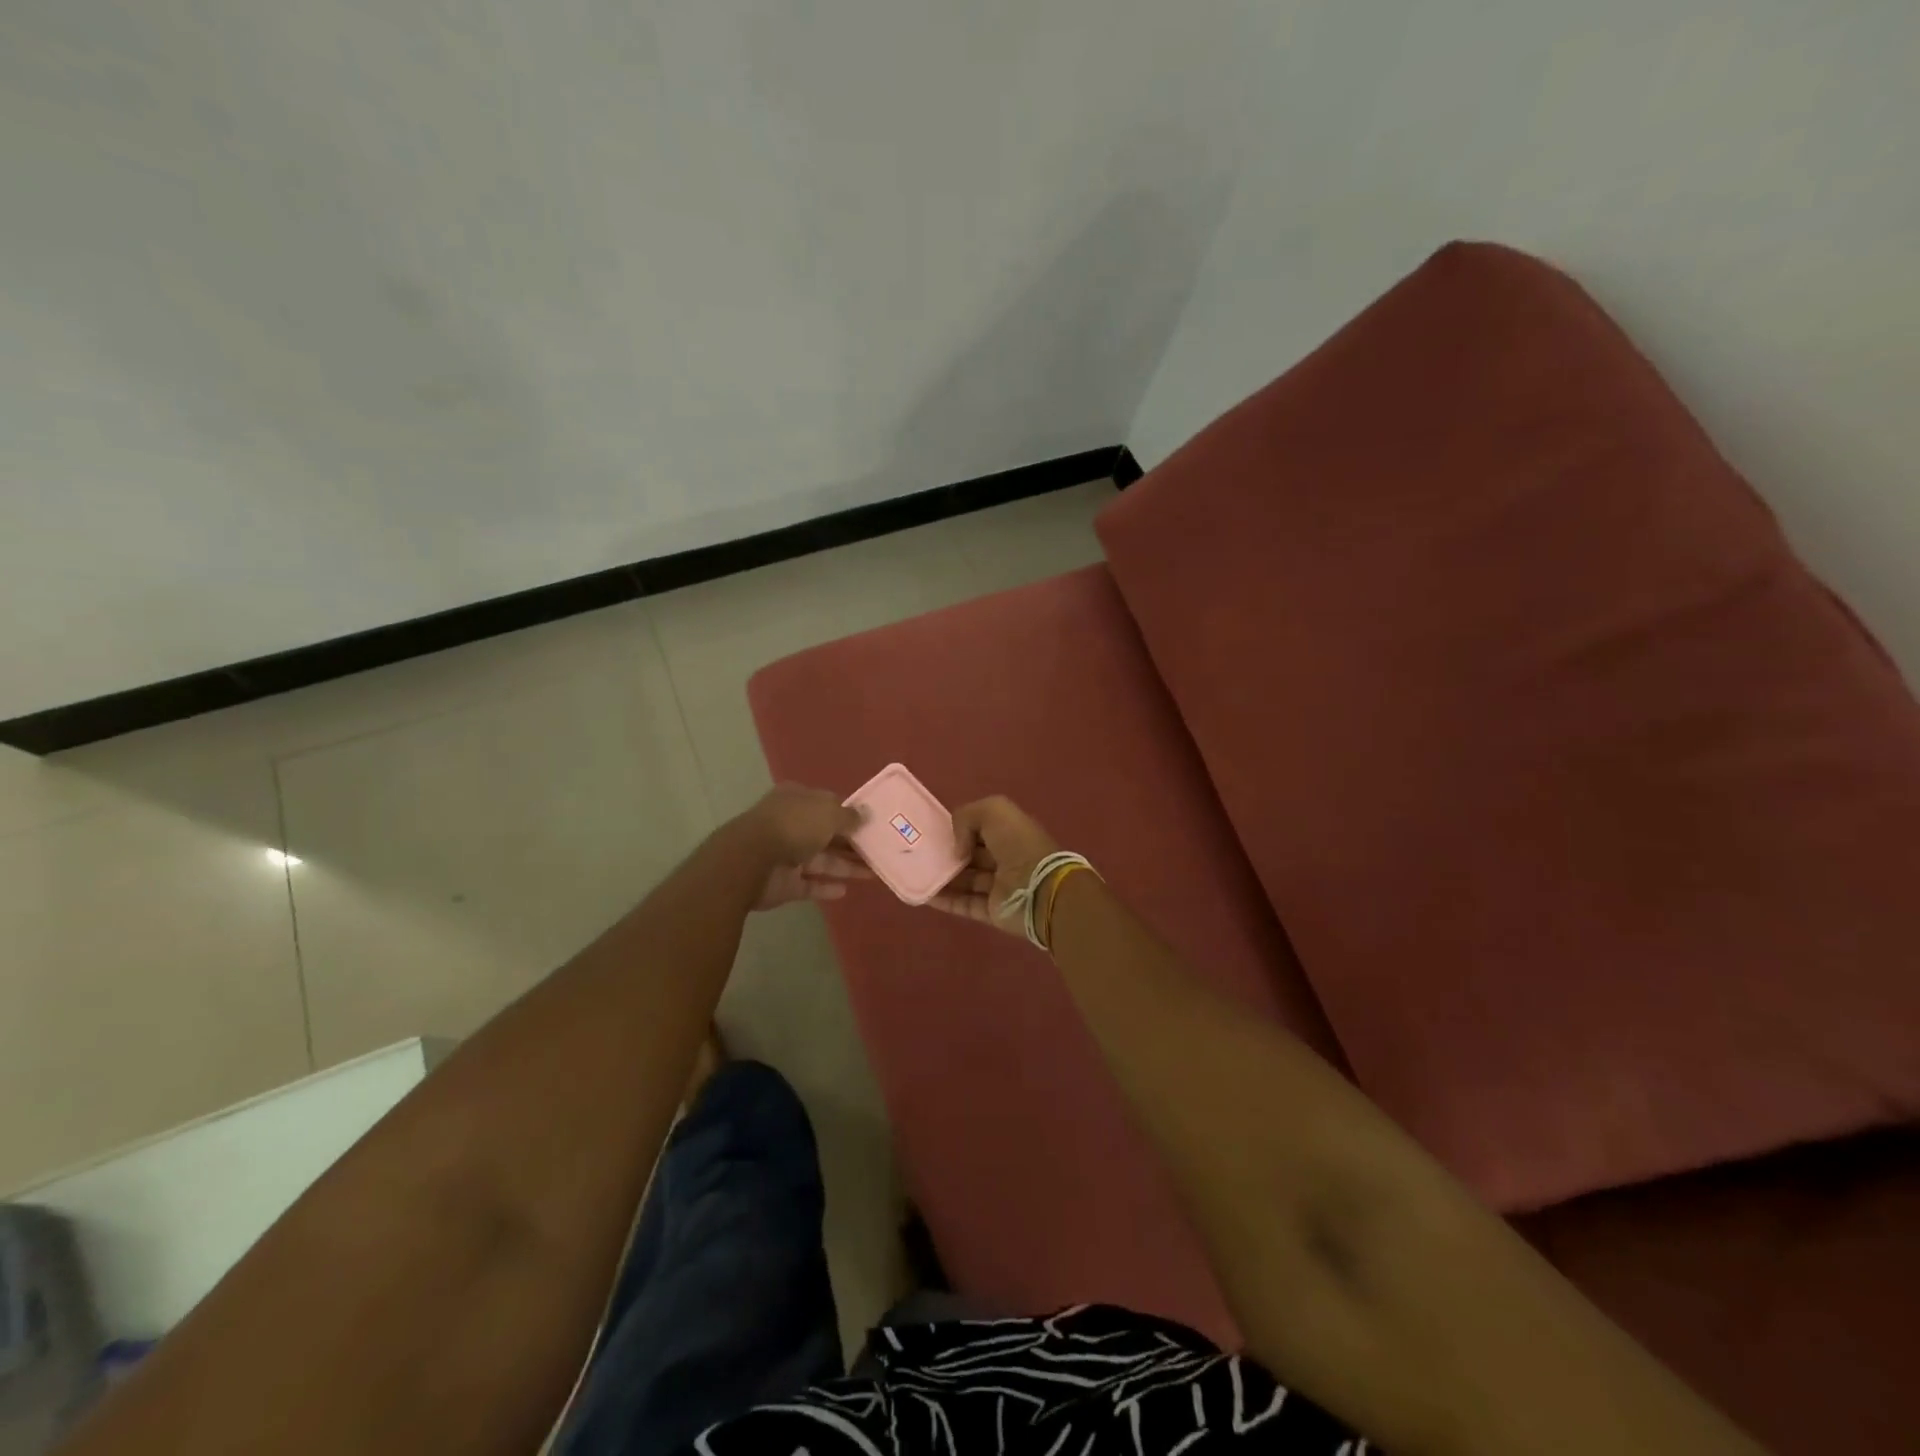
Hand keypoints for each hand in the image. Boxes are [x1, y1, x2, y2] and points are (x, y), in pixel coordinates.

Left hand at [734, 785, 871, 910]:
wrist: (751, 861)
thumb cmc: (793, 826)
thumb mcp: (828, 813)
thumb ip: (849, 816)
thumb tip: (865, 816)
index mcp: (797, 800)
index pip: (828, 804)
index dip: (849, 814)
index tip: (872, 824)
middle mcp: (791, 825)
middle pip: (827, 834)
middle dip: (852, 843)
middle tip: (880, 851)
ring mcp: (786, 855)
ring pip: (822, 861)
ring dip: (846, 866)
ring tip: (873, 873)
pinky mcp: (784, 883)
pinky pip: (809, 884)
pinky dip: (826, 887)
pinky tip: (846, 891)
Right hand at [927, 795, 1059, 933]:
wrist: (1040, 889)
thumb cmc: (1018, 844)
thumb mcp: (993, 811)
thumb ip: (967, 818)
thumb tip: (957, 848)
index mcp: (1011, 833)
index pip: (981, 829)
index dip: (960, 829)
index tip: (935, 831)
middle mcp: (1006, 859)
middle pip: (971, 856)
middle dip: (948, 854)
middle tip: (920, 853)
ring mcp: (1000, 887)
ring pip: (965, 881)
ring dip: (942, 877)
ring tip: (916, 873)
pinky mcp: (992, 912)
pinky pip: (963, 904)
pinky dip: (943, 900)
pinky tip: (923, 894)